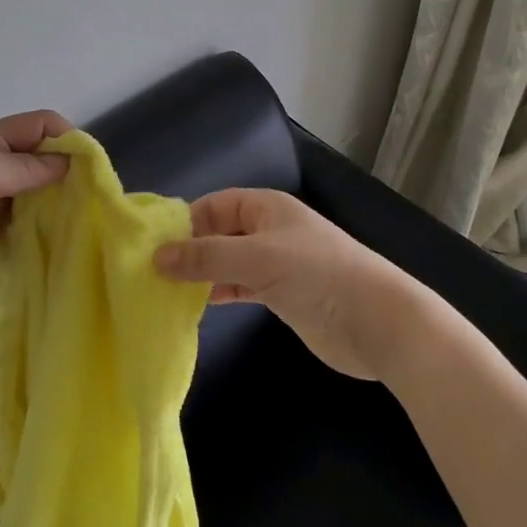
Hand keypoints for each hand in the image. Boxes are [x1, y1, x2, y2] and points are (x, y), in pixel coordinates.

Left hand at [0, 110, 72, 330]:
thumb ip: (19, 167)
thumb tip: (68, 162)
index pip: (36, 125)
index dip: (66, 138)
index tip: (90, 168)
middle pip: (39, 157)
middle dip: (68, 170)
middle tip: (94, 198)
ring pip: (35, 191)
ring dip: (58, 199)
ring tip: (85, 218)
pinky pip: (25, 222)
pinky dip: (44, 225)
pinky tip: (61, 238)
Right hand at [154, 188, 427, 379]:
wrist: (377, 322)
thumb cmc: (317, 275)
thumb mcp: (256, 258)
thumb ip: (206, 257)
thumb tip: (156, 257)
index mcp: (266, 207)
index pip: (214, 205)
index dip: (184, 221)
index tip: (151, 245)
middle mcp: (268, 230)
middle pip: (218, 233)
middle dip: (188, 250)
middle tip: (149, 272)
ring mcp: (276, 264)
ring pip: (227, 263)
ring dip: (201, 275)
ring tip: (164, 291)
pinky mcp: (281, 296)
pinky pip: (240, 288)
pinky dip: (219, 293)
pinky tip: (195, 306)